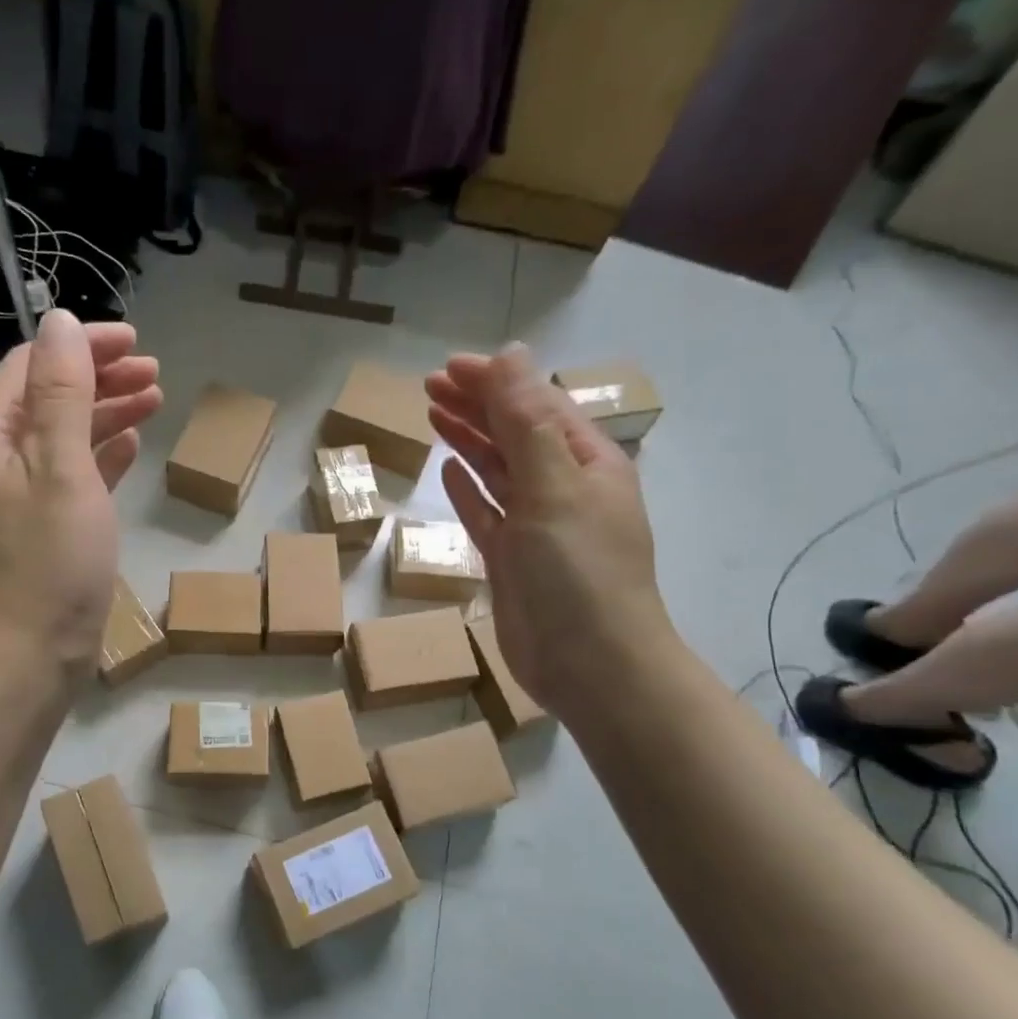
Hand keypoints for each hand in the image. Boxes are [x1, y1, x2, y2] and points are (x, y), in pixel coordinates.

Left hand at [0, 311, 161, 675]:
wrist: (34, 651)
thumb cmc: (51, 560)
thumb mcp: (62, 468)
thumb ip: (62, 393)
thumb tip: (59, 321)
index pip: (33, 366)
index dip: (81, 345)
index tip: (134, 340)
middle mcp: (2, 458)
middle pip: (51, 396)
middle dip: (101, 376)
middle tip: (154, 372)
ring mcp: (24, 494)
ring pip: (67, 434)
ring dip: (108, 412)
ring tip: (155, 400)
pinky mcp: (48, 526)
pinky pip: (76, 473)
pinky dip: (103, 454)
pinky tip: (131, 446)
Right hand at [425, 346, 673, 721]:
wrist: (589, 665)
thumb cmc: (577, 571)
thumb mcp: (552, 486)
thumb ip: (527, 421)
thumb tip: (511, 354)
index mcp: (586, 463)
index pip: (537, 405)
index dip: (495, 381)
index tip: (447, 368)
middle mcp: (563, 488)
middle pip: (515, 433)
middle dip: (476, 405)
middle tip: (428, 386)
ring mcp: (536, 526)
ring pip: (498, 470)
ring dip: (469, 440)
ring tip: (432, 414)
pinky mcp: (512, 559)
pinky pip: (487, 512)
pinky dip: (469, 489)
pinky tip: (449, 470)